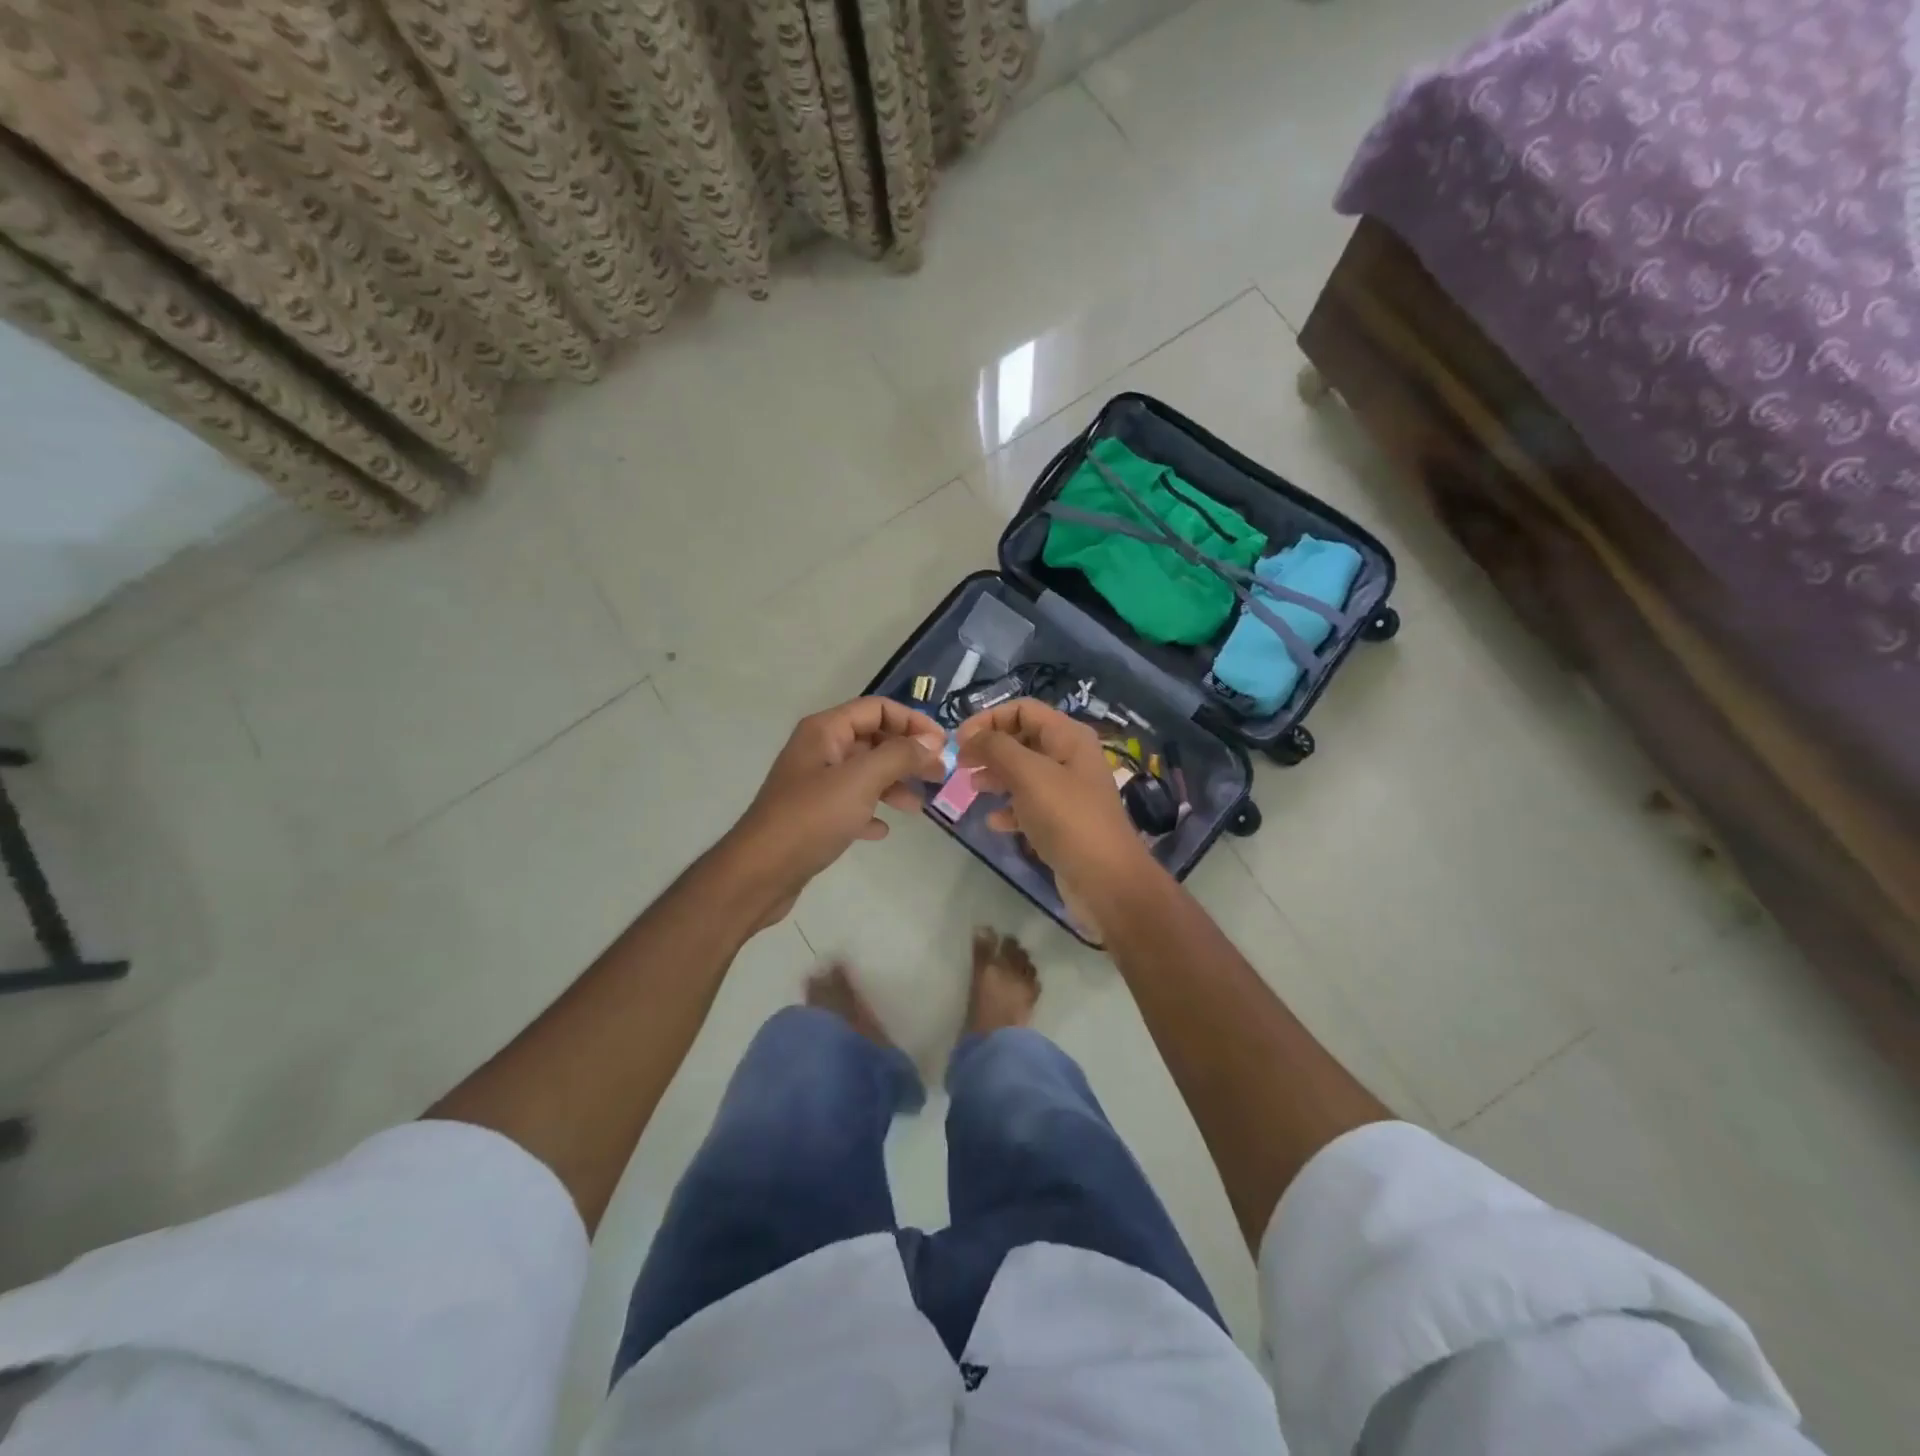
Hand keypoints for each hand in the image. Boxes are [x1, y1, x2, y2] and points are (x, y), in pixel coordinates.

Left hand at [723, 697, 945, 928]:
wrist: (760, 872)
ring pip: (865, 773)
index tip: (942, 746)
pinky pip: (851, 803)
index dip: (913, 722)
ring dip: (894, 784)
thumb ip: (900, 756)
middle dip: (907, 755)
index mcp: (825, 731)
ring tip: (918, 807)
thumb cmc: (811, 818)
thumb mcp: (861, 780)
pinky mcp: (813, 815)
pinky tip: (882, 830)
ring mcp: (815, 783)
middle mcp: (819, 750)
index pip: (878, 709)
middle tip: (939, 776)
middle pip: (873, 739)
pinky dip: (870, 811)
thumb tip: (931, 743)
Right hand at [956, 698, 1159, 936]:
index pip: (1023, 709)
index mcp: (1068, 737)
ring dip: (995, 777)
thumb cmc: (1067, 818)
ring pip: (1023, 773)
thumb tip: (971, 737)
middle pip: (1021, 739)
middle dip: (990, 749)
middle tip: (961, 766)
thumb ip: (997, 748)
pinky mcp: (1062, 822)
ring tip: (971, 790)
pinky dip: (1009, 809)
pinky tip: (994, 823)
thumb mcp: (1029, 774)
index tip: (960, 741)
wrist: (1105, 880)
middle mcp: (1069, 758)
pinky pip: (1029, 805)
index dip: (989, 719)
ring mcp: (1067, 791)